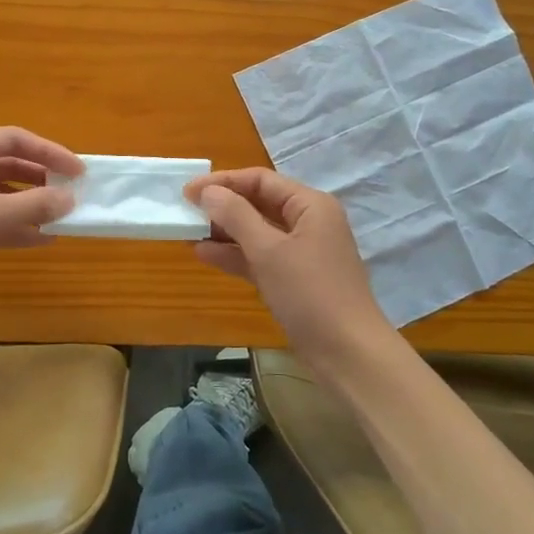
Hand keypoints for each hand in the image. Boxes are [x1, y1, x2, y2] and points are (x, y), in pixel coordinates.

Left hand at [0, 128, 81, 315]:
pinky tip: (42, 239)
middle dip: (42, 180)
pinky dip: (15, 226)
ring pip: (1, 194)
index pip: (13, 140)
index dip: (50, 153)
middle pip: (8, 165)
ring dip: (31, 205)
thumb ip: (31, 206)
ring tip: (64, 218)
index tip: (79, 172)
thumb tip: (70, 200)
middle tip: (74, 195)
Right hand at [184, 168, 391, 355]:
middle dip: (222, 206)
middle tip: (185, 211)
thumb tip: (208, 191)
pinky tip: (205, 254)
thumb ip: (236, 216)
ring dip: (224, 231)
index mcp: (310, 205)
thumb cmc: (310, 293)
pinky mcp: (294, 278)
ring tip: (188, 232)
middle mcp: (308, 222)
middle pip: (259, 203)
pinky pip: (260, 257)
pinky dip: (235, 255)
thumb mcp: (269, 251)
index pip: (260, 180)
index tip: (188, 191)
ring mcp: (302, 252)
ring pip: (257, 232)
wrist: (347, 353)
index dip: (223, 182)